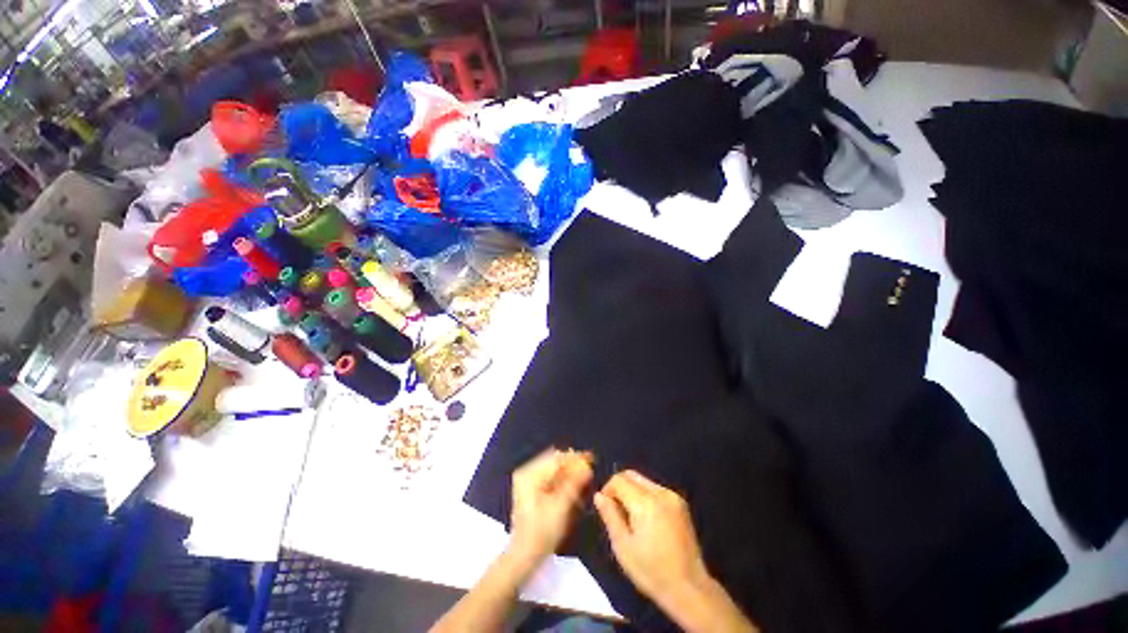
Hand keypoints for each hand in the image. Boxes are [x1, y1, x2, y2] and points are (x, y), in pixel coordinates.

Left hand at [508, 449, 593, 565]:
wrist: (524, 555)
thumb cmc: (542, 533)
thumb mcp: (561, 508)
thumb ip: (574, 484)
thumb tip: (587, 465)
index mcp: (530, 474)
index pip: (556, 458)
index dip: (575, 457)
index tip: (592, 459)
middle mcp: (526, 471)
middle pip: (554, 461)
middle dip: (572, 465)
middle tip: (589, 472)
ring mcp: (527, 478)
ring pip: (553, 468)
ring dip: (568, 473)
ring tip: (582, 481)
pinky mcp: (530, 487)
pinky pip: (549, 476)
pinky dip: (561, 480)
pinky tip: (571, 488)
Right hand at [594, 470, 710, 606]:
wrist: (690, 588)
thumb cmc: (652, 571)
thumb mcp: (623, 547)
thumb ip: (610, 516)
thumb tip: (598, 495)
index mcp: (645, 503)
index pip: (619, 480)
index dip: (607, 490)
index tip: (605, 508)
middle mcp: (660, 492)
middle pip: (631, 475)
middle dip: (619, 487)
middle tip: (616, 511)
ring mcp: (673, 496)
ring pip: (643, 481)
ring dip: (632, 491)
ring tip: (631, 517)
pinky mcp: (680, 503)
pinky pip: (655, 489)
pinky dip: (645, 496)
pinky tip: (646, 519)